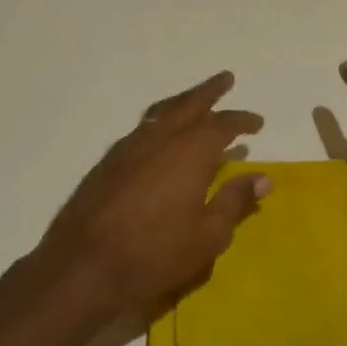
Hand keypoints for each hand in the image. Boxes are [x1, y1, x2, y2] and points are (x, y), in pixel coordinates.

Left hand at [38, 72, 271, 317]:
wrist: (82, 266)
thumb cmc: (155, 254)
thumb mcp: (208, 236)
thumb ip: (235, 201)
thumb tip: (263, 178)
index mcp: (190, 152)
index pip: (222, 125)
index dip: (242, 121)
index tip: (258, 123)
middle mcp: (160, 139)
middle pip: (188, 104)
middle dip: (209, 91)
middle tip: (225, 79)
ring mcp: (129, 147)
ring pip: (161, 113)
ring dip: (182, 103)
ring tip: (195, 101)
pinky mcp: (107, 162)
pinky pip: (141, 130)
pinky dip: (159, 123)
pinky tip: (161, 136)